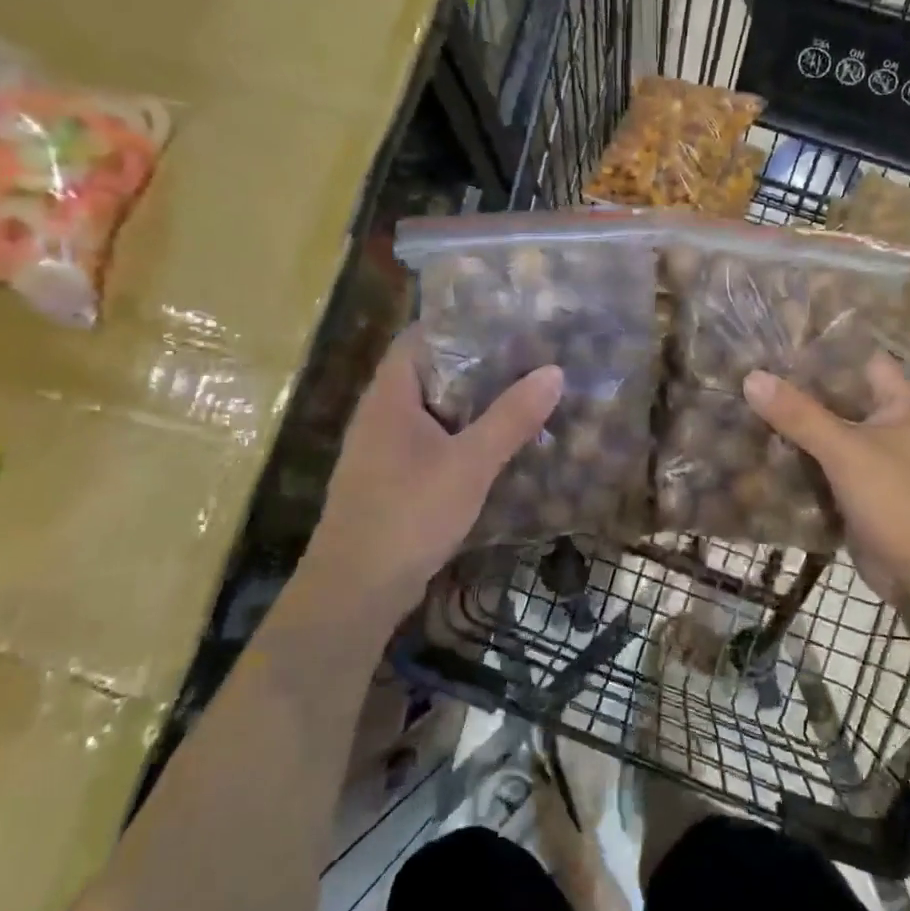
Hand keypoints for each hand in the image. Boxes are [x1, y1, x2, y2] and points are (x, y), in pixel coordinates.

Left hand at [299, 330, 561, 628]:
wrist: (356, 590)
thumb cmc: (408, 514)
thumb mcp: (469, 464)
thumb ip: (510, 418)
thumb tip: (553, 371)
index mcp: (390, 395)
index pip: (420, 337)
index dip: (459, 323)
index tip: (506, 320)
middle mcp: (381, 413)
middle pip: (429, 372)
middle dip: (476, 364)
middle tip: (527, 355)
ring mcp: (384, 448)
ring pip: (433, 410)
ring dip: (472, 403)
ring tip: (521, 392)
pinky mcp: (392, 478)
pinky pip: (432, 441)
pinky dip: (462, 435)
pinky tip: (497, 443)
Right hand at [743, 354, 909, 599]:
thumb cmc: (899, 501)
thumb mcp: (846, 452)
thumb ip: (799, 415)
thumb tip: (751, 377)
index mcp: (904, 405)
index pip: (861, 360)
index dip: (823, 350)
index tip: (777, 343)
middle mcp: (894, 427)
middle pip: (841, 399)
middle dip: (799, 392)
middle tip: (751, 376)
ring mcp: (879, 462)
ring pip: (831, 435)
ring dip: (796, 430)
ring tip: (747, 408)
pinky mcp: (864, 493)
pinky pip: (827, 468)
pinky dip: (801, 462)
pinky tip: (762, 453)